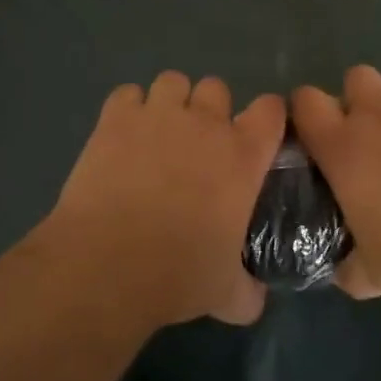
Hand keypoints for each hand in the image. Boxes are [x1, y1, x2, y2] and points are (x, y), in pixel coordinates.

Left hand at [49, 72, 286, 327]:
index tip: (258, 135)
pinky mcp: (116, 118)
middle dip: (210, 110)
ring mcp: (159, 115)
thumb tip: (254, 300)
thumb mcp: (226, 294)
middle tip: (197, 145)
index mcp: (242, 156)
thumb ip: (247, 291)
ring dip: (170, 102)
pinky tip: (122, 135)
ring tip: (157, 133)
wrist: (109, 264)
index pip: (271, 110)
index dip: (267, 117)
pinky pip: (127, 93)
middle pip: (217, 88)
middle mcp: (205, 124)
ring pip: (173, 81)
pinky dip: (127, 109)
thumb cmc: (178, 275)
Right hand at [292, 66, 380, 307]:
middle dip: (360, 99)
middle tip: (373, 137)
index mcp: (343, 147)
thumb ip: (350, 266)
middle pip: (356, 77)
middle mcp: (377, 114)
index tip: (319, 134)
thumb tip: (345, 270)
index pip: (306, 101)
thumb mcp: (372, 273)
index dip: (309, 112)